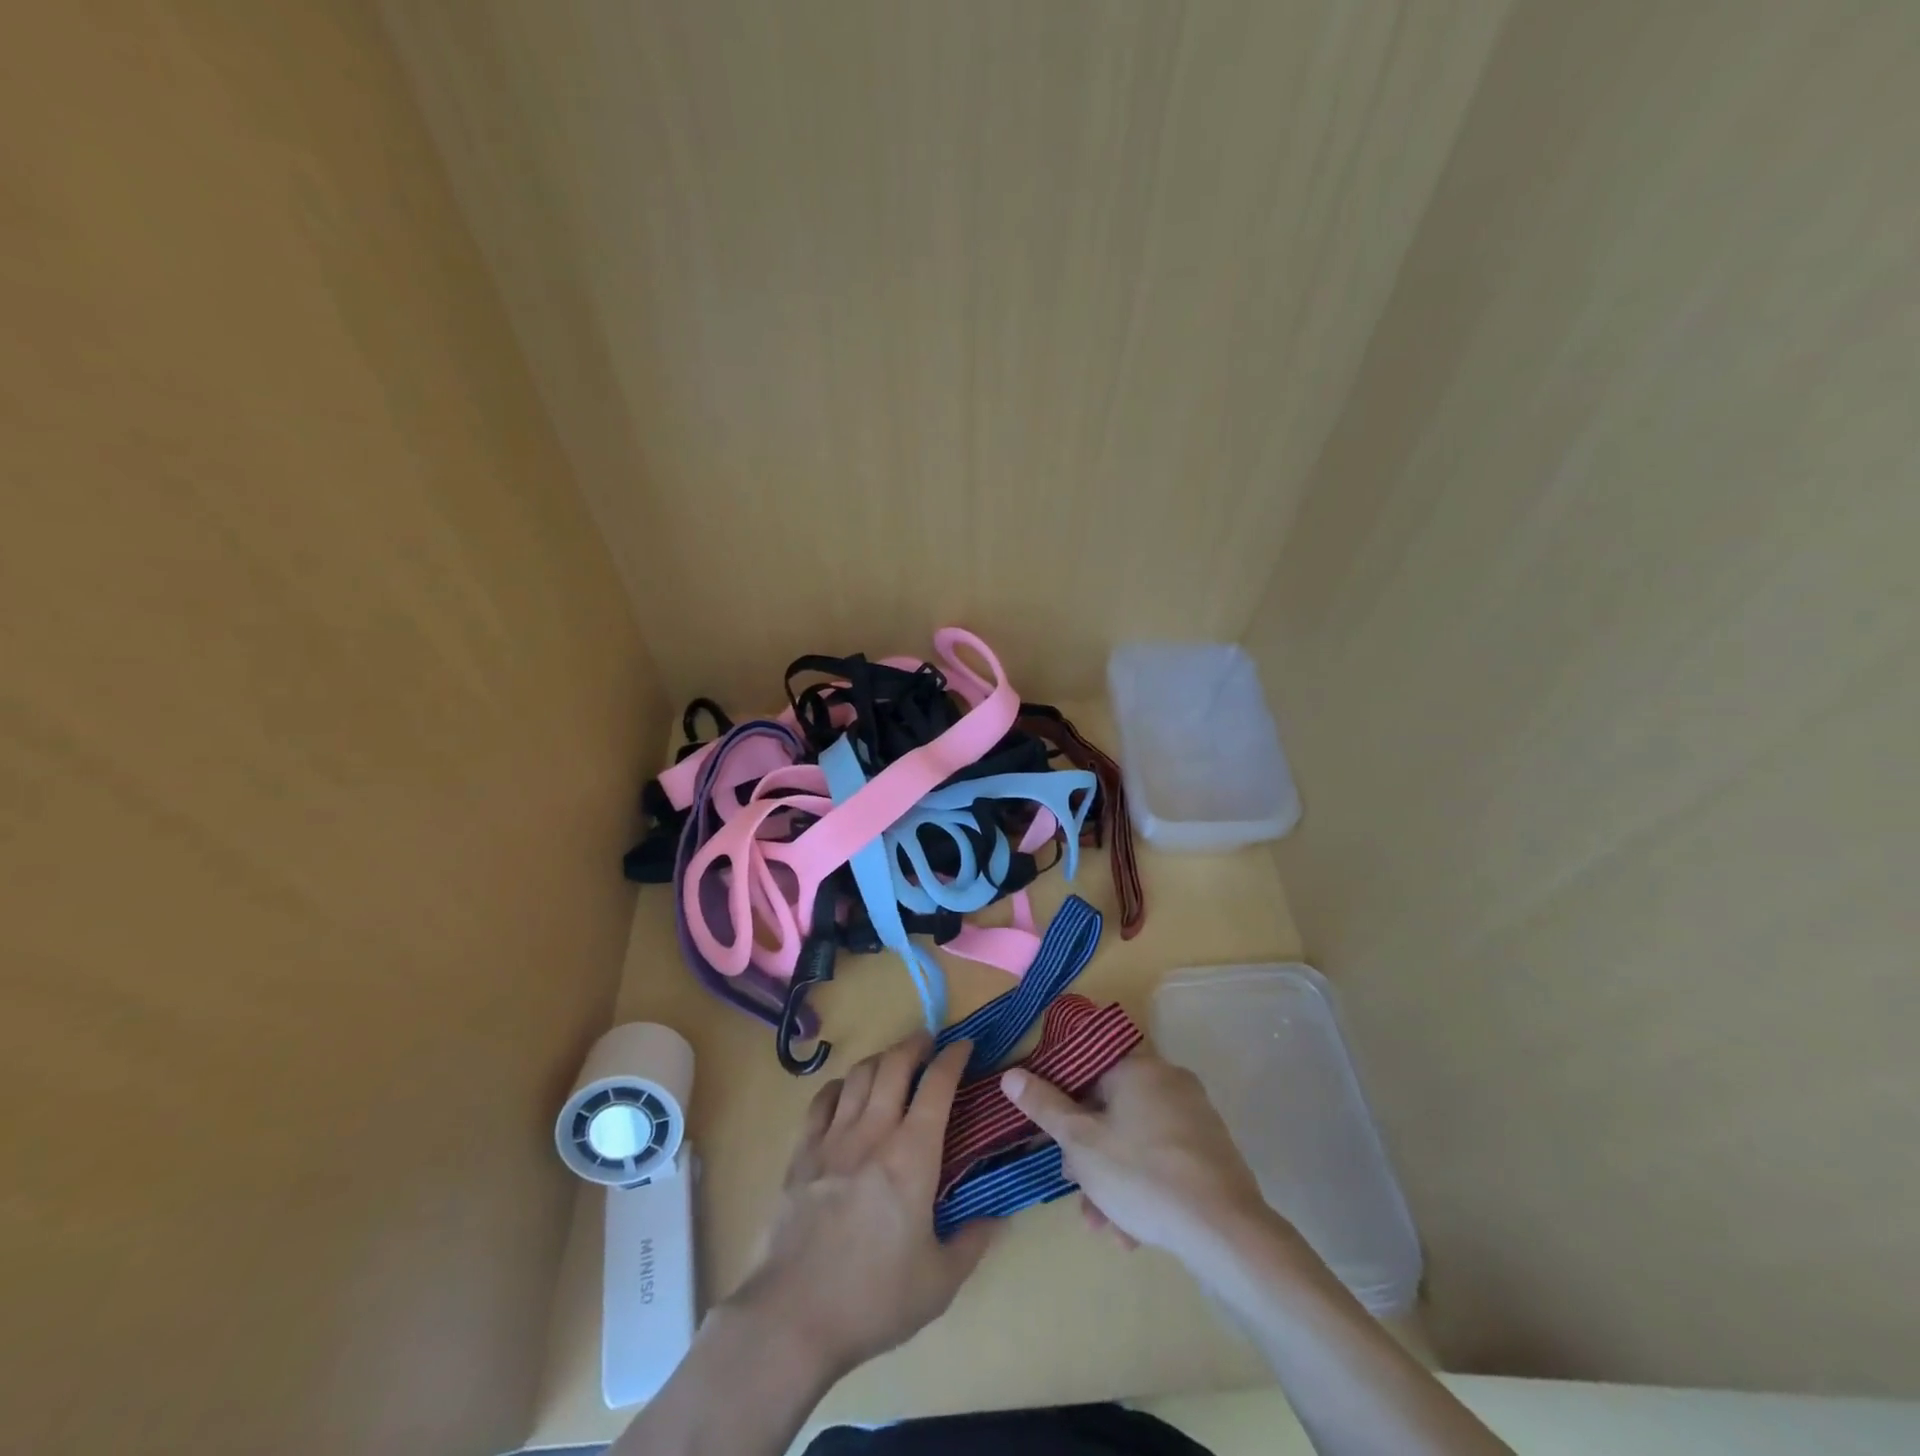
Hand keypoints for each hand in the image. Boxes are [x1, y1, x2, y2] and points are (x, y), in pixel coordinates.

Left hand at [724, 1032, 995, 1379]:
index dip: (953, 1058)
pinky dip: (840, 1085)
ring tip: (893, 1061)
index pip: (937, 1085)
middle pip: (894, 1065)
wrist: (792, 1317)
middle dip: (915, 1044)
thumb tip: (999, 1214)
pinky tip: (846, 1091)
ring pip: (859, 1075)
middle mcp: (874, 1132)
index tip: (964, 1045)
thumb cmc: (873, 1299)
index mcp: (913, 1155)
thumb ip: (973, 1241)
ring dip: (881, 1058)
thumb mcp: (939, 1282)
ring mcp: (833, 1139)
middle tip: (929, 1041)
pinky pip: (823, 1100)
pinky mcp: (802, 1154)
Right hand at [1001, 1051, 1271, 1263]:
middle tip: (1076, 1189)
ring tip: (1104, 1225)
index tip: (1052, 1137)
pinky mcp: (1212, 1150)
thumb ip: (1044, 1106)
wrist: (1225, 1232)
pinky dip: (1143, 1185)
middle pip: (1112, 1109)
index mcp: (1137, 1068)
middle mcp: (1168, 1080)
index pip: (1087, 1070)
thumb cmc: (1143, 1176)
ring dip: (1112, 1179)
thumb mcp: (1081, 1143)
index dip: (1063, 1102)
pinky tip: (1132, 1232)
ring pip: (1136, 1140)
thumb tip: (1010, 1074)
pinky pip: (1163, 1157)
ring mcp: (1195, 1115)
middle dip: (1089, 1153)